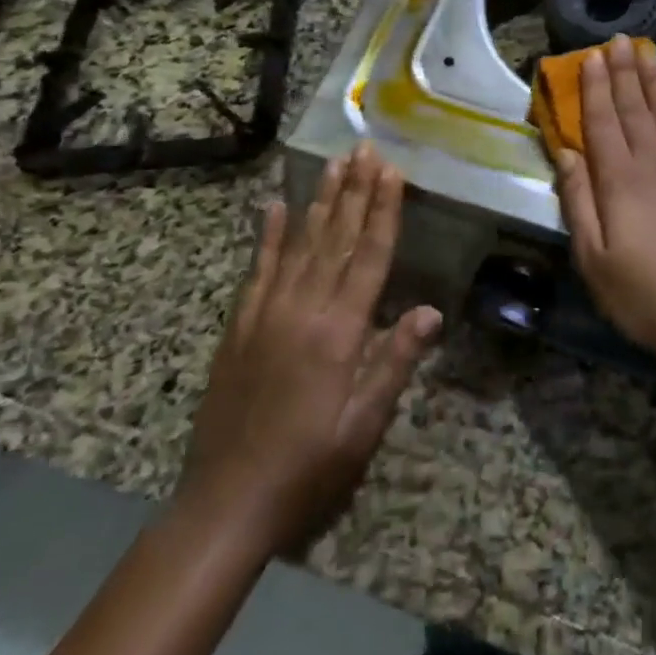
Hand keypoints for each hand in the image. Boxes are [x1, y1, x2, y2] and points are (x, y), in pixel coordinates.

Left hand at [178, 144, 441, 552]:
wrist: (224, 505)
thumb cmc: (307, 467)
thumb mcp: (363, 426)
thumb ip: (394, 362)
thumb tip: (431, 311)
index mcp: (339, 332)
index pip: (369, 256)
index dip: (383, 211)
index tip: (391, 172)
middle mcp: (303, 310)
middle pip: (335, 238)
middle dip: (355, 190)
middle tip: (365, 149)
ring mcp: (266, 314)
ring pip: (300, 244)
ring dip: (320, 201)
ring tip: (334, 164)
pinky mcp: (240, 327)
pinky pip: (258, 270)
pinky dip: (269, 236)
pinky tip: (276, 205)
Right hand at [552, 35, 655, 372]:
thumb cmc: (647, 297)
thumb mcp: (594, 260)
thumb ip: (579, 202)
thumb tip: (566, 153)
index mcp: (620, 181)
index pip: (603, 122)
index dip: (595, 88)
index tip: (589, 57)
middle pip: (636, 108)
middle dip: (624, 71)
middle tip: (619, 39)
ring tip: (649, 50)